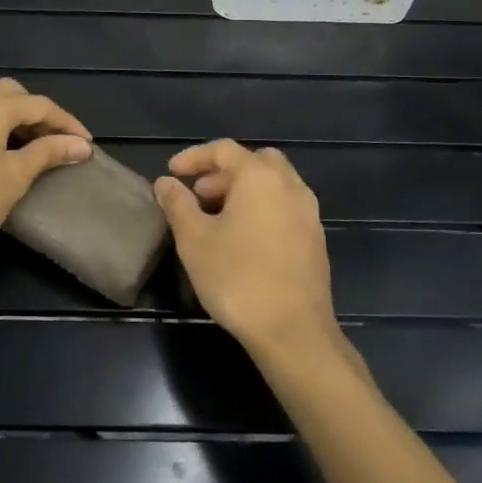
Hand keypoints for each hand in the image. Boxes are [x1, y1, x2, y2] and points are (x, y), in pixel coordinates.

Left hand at [0, 79, 92, 276]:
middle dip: (37, 113)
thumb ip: (48, 153)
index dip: (66, 123)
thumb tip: (81, 144)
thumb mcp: (15, 177)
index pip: (39, 105)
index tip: (86, 144)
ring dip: (12, 114)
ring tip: (30, 143)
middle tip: (56, 141)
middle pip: (11, 93)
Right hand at [155, 140, 338, 361]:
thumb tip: (166, 182)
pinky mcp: (315, 240)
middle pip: (255, 161)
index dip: (194, 157)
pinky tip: (242, 239)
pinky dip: (262, 208)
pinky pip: (285, 207)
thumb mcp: (194, 239)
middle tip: (199, 193)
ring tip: (216, 218)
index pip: (224, 150)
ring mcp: (308, 213)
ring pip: (274, 185)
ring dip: (243, 191)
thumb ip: (178, 204)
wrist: (293, 331)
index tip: (172, 173)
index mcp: (260, 177)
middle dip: (224, 172)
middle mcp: (290, 186)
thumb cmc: (237, 278)